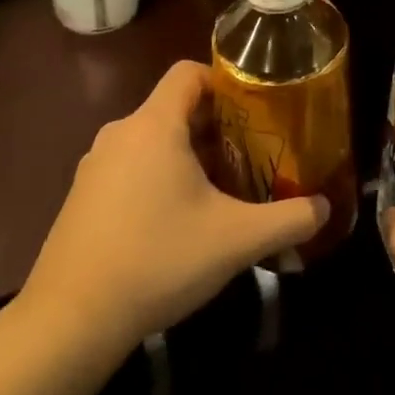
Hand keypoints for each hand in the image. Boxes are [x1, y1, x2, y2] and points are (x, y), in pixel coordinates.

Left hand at [15, 61, 328, 359]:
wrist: (69, 322)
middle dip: (216, 125)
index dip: (224, 80)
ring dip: (188, 153)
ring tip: (222, 187)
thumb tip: (326, 208)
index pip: (189, 72)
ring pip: (153, 140)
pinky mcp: (82, 197)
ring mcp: (95, 165)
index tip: (255, 107)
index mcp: (154, 125)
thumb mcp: (236, 240)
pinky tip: (177, 221)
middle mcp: (121, 133)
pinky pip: (130, 166)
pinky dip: (158, 176)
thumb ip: (289, 220)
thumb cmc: (157, 261)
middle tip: (252, 151)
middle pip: (175, 107)